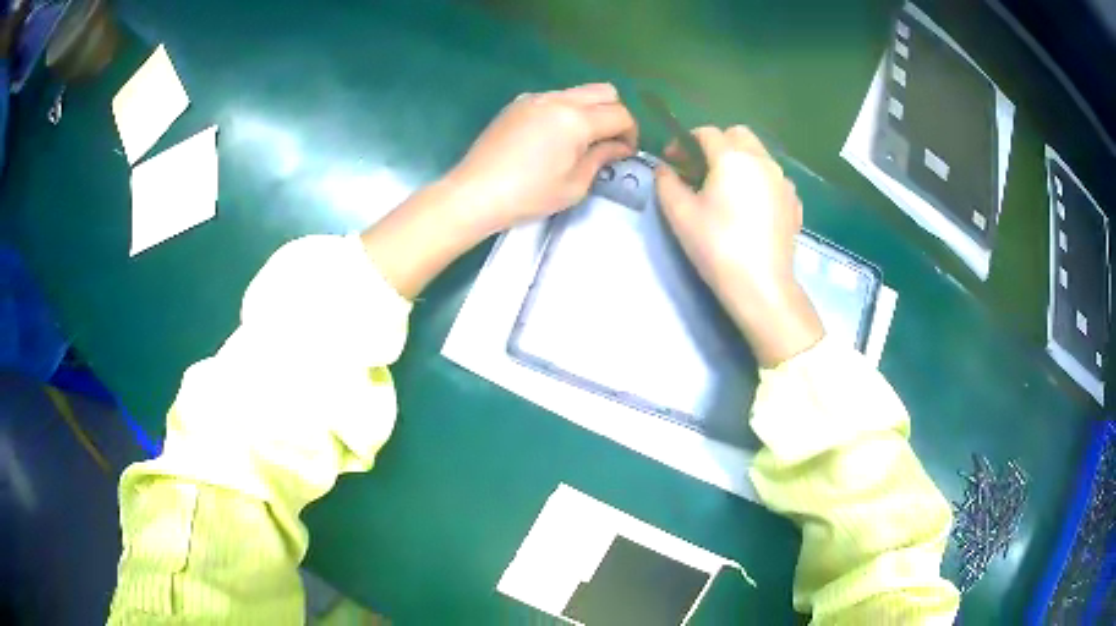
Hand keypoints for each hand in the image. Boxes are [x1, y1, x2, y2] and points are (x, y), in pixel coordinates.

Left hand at [448, 83, 638, 233]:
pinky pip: (554, 98)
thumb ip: (602, 158)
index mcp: (576, 119)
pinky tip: (554, 136)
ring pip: (578, 91)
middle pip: (604, 91)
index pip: (620, 115)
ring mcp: (535, 98)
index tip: (625, 153)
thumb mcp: (574, 185)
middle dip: (615, 113)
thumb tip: (619, 147)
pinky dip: (566, 110)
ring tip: (581, 140)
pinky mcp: (518, 103)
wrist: (475, 192)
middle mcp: (558, 99)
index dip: (630, 133)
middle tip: (609, 141)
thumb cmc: (528, 195)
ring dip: (590, 110)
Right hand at [655, 126, 823, 366]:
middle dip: (717, 144)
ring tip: (726, 189)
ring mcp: (783, 181)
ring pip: (759, 155)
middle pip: (738, 135)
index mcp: (732, 157)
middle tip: (701, 169)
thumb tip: (664, 169)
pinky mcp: (794, 203)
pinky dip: (759, 181)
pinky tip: (751, 207)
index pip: (706, 133)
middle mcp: (762, 160)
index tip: (673, 162)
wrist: (761, 286)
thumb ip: (667, 182)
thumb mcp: (680, 214)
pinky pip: (774, 179)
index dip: (684, 142)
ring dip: (740, 160)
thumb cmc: (717, 246)